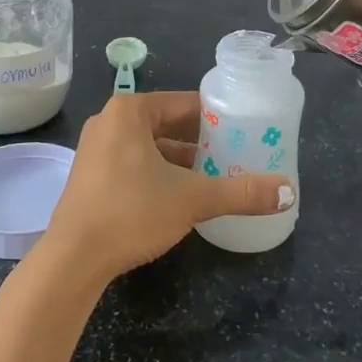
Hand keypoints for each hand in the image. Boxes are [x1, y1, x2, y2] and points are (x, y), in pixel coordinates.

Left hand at [43, 92, 291, 281]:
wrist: (73, 259)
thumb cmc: (131, 212)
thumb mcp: (192, 199)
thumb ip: (240, 192)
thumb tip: (289, 192)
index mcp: (131, 110)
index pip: (185, 103)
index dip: (218, 117)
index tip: (245, 131)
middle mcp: (111, 120)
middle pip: (168, 123)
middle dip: (201, 140)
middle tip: (237, 154)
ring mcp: (97, 148)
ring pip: (151, 145)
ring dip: (182, 159)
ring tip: (217, 175)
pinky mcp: (92, 175)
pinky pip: (135, 162)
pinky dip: (160, 172)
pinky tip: (183, 193)